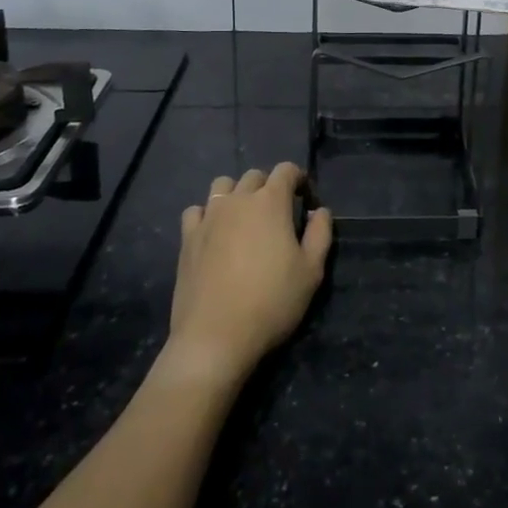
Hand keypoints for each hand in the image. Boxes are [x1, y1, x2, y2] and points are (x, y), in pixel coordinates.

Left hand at [165, 163, 331, 388]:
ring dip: (237, 193)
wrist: (215, 337)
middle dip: (269, 186)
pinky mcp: (187, 237)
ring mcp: (209, 217)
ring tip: (244, 218)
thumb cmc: (271, 303)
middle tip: (278, 214)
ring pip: (223, 185)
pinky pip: (197, 210)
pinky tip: (214, 233)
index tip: (306, 201)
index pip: (286, 170)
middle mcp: (238, 200)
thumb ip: (320, 233)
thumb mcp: (311, 272)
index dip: (299, 179)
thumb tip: (320, 211)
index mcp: (270, 202)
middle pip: (255, 176)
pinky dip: (208, 214)